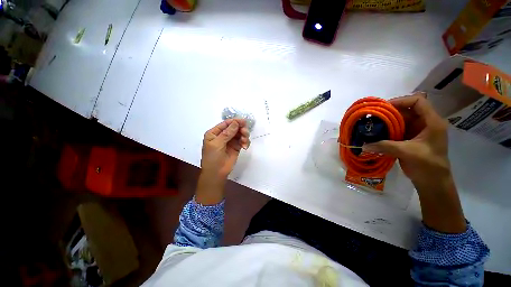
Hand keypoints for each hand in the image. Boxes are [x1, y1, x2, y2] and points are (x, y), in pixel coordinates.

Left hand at [201, 119, 249, 180]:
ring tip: (244, 141)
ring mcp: (230, 141)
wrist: (216, 173)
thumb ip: (227, 133)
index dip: (235, 121)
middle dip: (241, 129)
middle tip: (245, 132)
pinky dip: (245, 142)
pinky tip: (245, 146)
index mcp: (215, 133)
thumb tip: (236, 122)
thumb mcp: (217, 144)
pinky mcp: (236, 147)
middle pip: (234, 127)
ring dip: (244, 135)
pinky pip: (243, 141)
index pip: (226, 124)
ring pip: (240, 133)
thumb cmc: (213, 158)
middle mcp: (223, 135)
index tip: (243, 121)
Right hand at [363, 93, 449, 187]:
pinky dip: (386, 130)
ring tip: (371, 125)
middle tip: (373, 117)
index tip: (384, 108)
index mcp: (431, 122)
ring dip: (386, 122)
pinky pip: (397, 130)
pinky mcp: (409, 139)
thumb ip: (385, 146)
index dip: (401, 101)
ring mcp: (417, 131)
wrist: (432, 182)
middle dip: (389, 112)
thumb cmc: (427, 165)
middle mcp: (425, 123)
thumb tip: (363, 145)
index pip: (418, 101)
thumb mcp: (408, 153)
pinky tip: (376, 134)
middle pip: (407, 110)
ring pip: (400, 120)